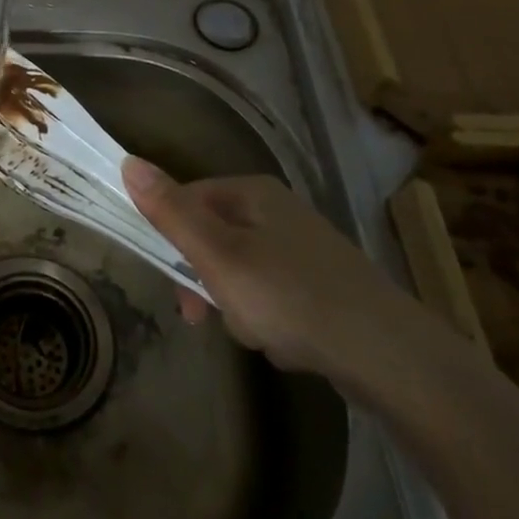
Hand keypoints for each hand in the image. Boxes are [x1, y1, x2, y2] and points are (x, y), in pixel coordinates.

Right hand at [122, 159, 417, 382]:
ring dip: (238, 308)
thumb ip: (171, 211)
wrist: (390, 356)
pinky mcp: (323, 283)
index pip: (185, 201)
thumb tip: (127, 161)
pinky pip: (273, 296)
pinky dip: (270, 320)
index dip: (171, 243)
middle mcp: (278, 210)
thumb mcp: (218, 254)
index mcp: (251, 192)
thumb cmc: (290, 297)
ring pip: (240, 272)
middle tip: (212, 318)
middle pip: (212, 239)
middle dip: (208, 283)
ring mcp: (304, 247)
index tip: (176, 285)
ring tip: (261, 335)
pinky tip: (288, 343)